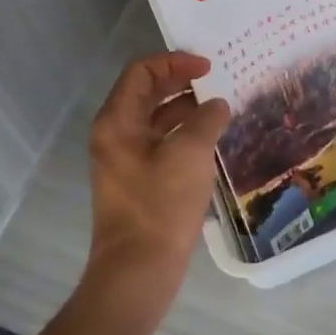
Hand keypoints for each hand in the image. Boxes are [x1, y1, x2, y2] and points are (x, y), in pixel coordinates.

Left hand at [85, 52, 230, 307]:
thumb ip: (206, 119)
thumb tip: (217, 105)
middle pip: (147, 92)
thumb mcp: (190, 153)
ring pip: (156, 118)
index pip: (142, 71)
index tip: (208, 67)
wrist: (138, 273)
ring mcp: (124, 159)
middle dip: (181, 81)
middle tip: (216, 80)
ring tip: (220, 109)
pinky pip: (161, 142)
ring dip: (185, 108)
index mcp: (117, 120)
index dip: (175, 61)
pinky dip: (184, 133)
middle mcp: (115, 134)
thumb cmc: (160, 205)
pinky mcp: (137, 181)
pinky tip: (211, 140)